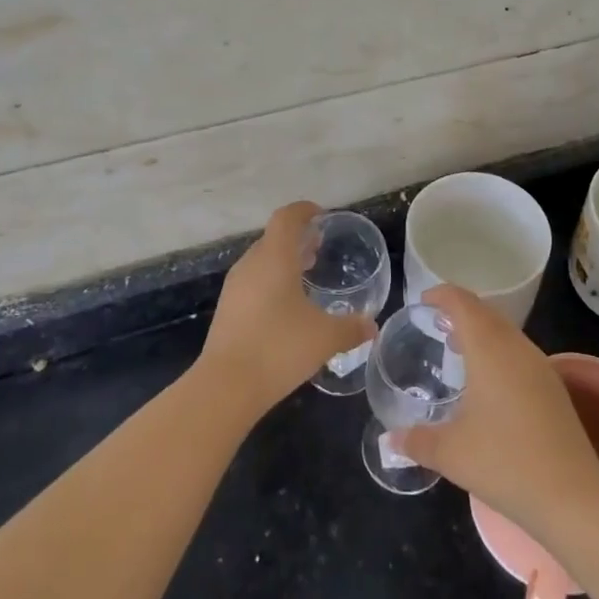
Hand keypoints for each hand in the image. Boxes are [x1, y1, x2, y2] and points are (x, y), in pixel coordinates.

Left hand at [199, 202, 377, 418]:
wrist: (226, 387)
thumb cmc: (279, 348)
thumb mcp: (325, 337)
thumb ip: (352, 328)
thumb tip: (372, 326)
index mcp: (274, 257)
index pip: (287, 218)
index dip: (304, 211)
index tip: (322, 216)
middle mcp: (251, 265)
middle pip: (273, 238)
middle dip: (296, 239)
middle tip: (319, 248)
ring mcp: (235, 288)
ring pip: (261, 261)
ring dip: (283, 261)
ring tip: (306, 274)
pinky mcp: (227, 310)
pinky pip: (253, 282)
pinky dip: (271, 282)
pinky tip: (287, 307)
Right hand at [396, 286, 598, 535]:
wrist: (572, 495)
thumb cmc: (504, 462)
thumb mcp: (451, 453)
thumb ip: (417, 441)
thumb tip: (390, 439)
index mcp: (489, 349)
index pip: (463, 303)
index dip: (441, 295)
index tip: (422, 301)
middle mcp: (516, 347)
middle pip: (486, 312)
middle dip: (460, 311)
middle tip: (435, 324)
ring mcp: (540, 366)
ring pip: (505, 332)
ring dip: (481, 332)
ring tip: (457, 349)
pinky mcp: (553, 387)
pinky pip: (518, 352)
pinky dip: (497, 351)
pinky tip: (487, 381)